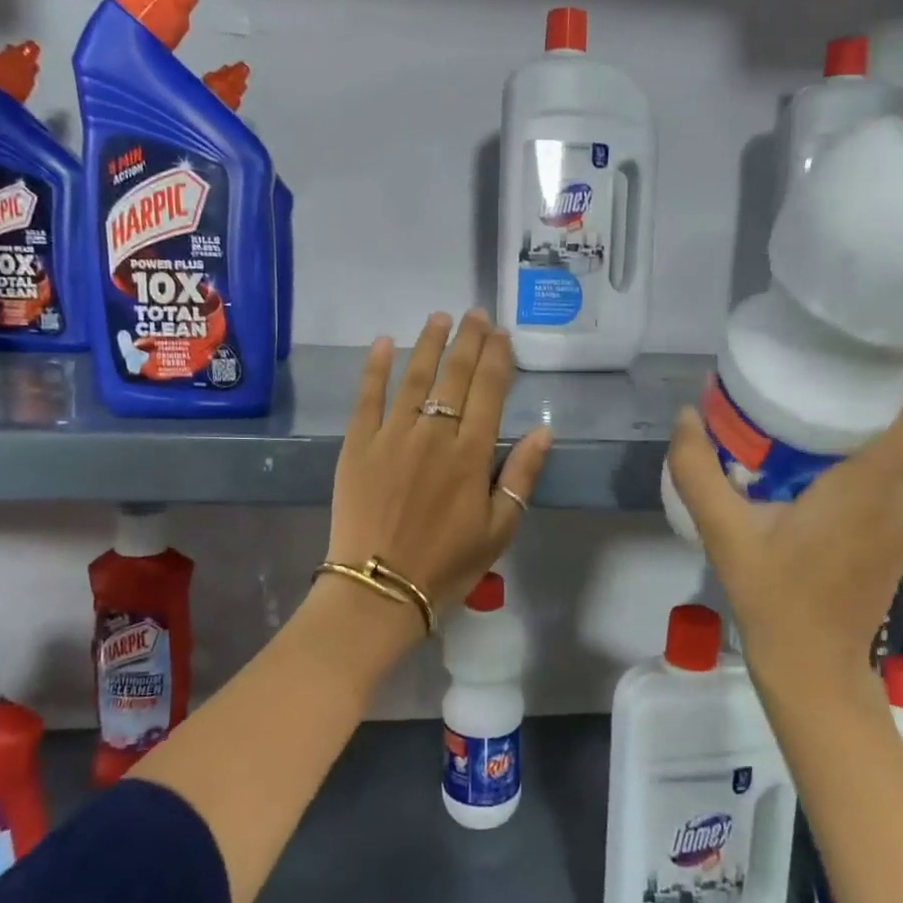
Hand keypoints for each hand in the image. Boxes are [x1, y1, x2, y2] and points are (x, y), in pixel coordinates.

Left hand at [326, 310, 552, 630]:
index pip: (489, 391)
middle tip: (475, 314)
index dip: (497, 358)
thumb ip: (520, 475)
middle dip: (468, 340)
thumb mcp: (499, 529)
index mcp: (471, 454)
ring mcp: (391, 435)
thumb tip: (545, 430)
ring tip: (439, 318)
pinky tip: (384, 342)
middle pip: (454, 375)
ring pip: (414, 377)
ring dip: (428, 343)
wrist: (379, 588)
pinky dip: (375, 367)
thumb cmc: (446, 565)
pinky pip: (367, 397)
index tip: (501, 333)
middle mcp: (433, 433)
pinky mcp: (357, 444)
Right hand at [667, 356, 902, 689]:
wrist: (812, 668)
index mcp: (870, 488)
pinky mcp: (899, 540)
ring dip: (876, 426)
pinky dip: (869, 460)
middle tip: (841, 355)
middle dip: (889, 386)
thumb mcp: (724, 533)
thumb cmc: (774, 598)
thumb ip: (698, 472)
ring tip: (825, 403)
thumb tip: (686, 416)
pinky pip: (892, 483)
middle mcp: (902, 500)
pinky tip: (822, 466)